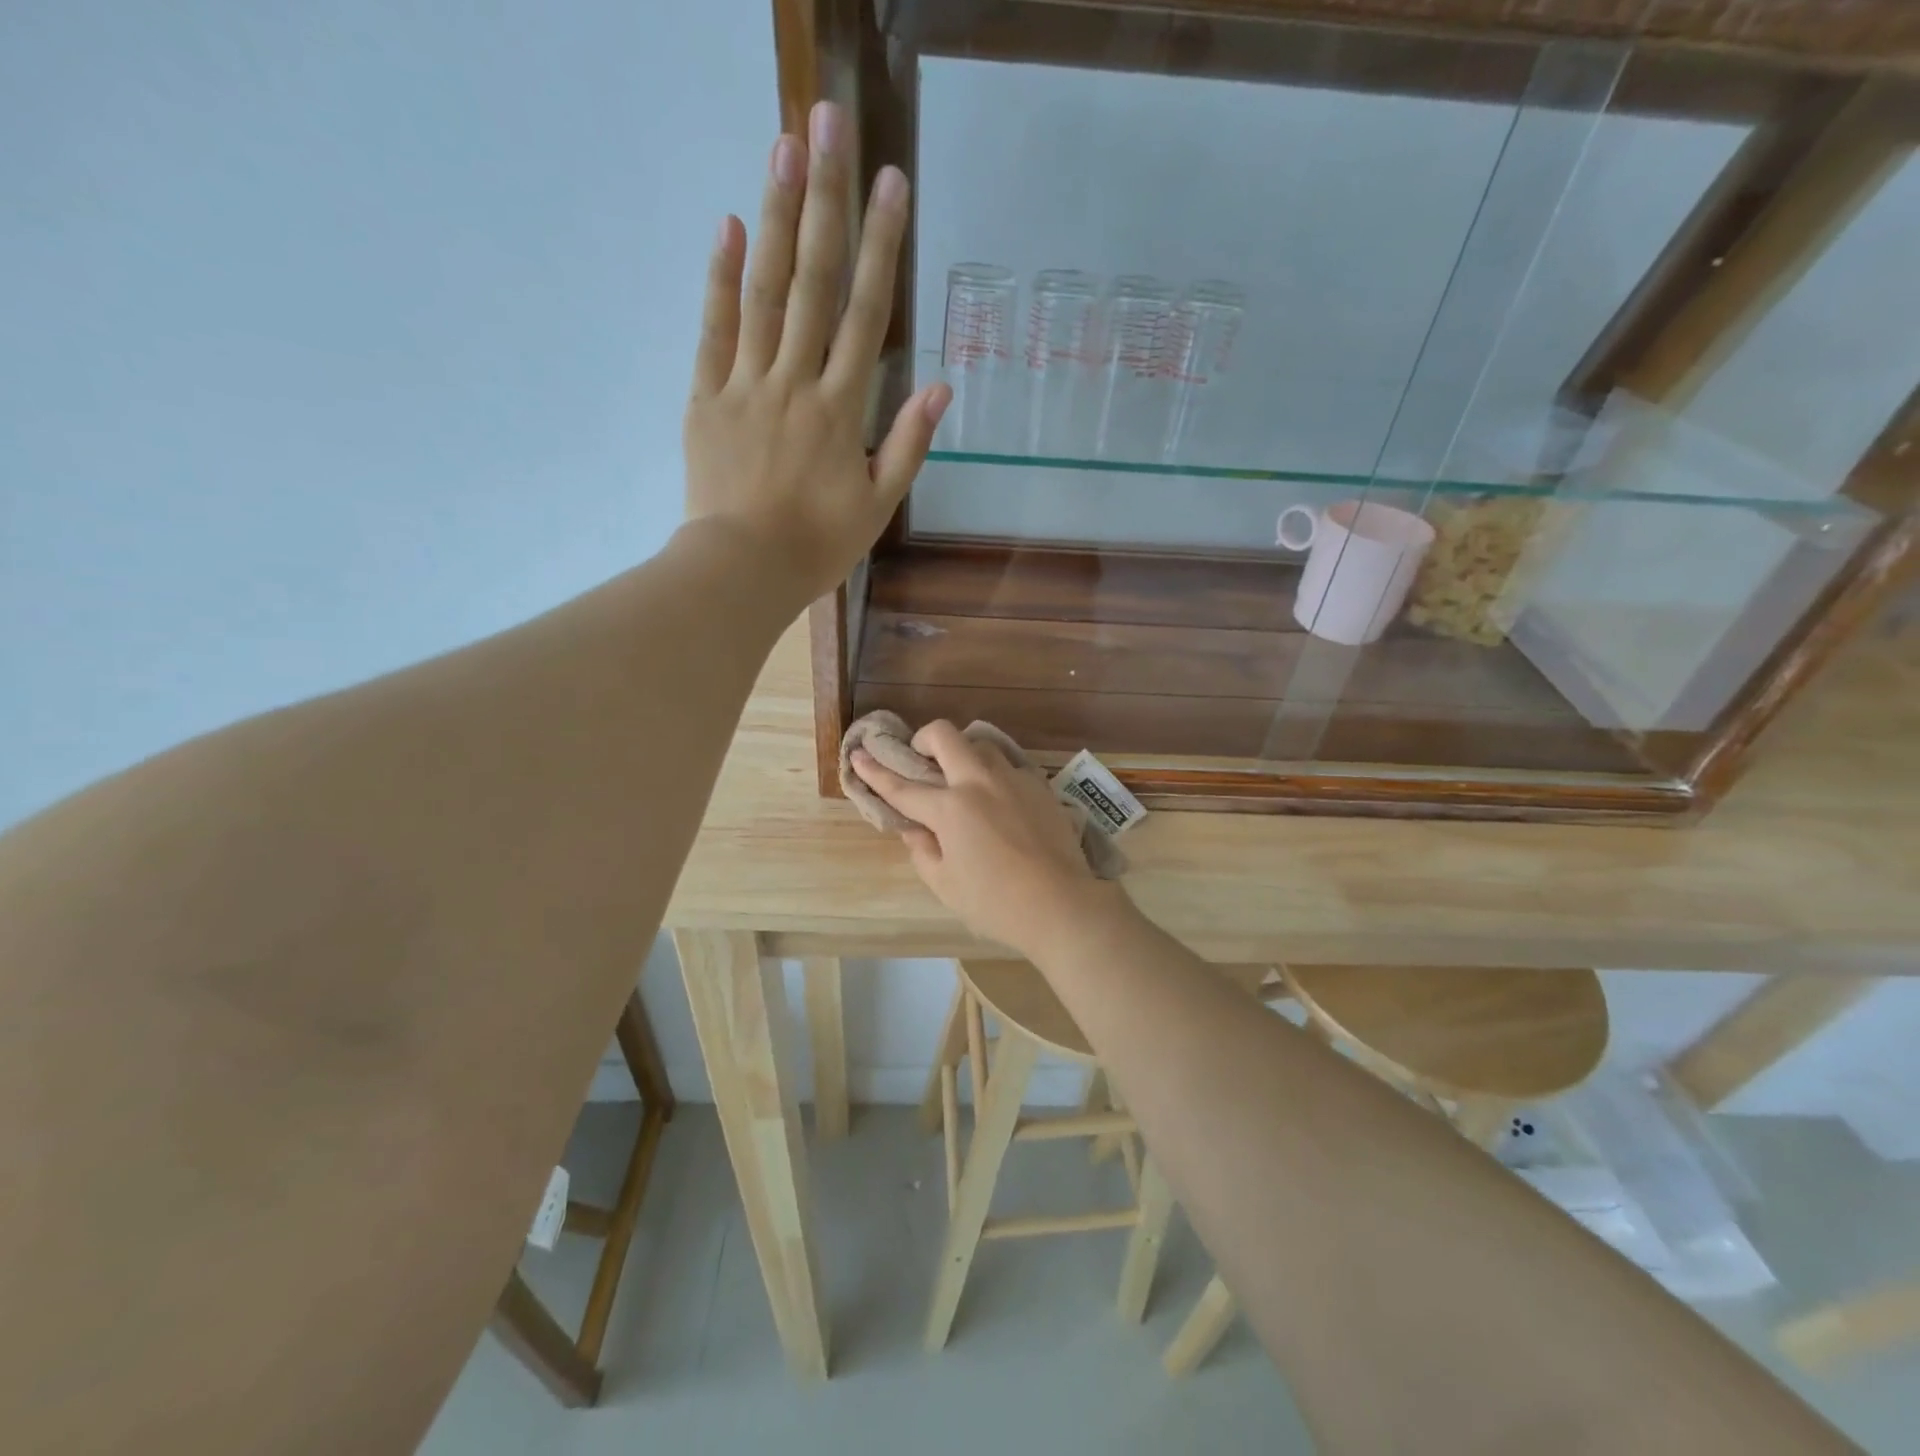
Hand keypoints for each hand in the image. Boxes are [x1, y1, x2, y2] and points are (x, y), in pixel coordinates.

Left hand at [683, 100, 949, 604]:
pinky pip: (713, 331)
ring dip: (773, 217)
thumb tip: (940, 387)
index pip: (865, 314)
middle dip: (824, 201)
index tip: (890, 183)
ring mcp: (745, 385)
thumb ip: (909, 445)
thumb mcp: (878, 505)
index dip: (880, 246)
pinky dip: (719, 279)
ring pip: (762, 292)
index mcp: (841, 409)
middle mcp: (795, 382)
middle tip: (828, 122)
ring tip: (783, 147)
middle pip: (813, 282)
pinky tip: (726, 225)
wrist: (743, 571)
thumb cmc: (817, 545)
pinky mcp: (706, 397)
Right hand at [851, 722, 1116, 958]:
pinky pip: (1008, 765)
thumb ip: (922, 850)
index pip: (902, 786)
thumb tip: (914, 828)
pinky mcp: (1039, 785)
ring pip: (980, 744)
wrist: (1061, 904)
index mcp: (949, 809)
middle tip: (921, 759)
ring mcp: (1012, 779)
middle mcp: (978, 782)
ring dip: (962, 754)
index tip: (858, 754)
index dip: (875, 771)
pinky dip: (993, 773)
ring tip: (961, 779)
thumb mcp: (945, 884)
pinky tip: (997, 798)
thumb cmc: (996, 903)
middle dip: (923, 738)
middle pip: (944, 735)